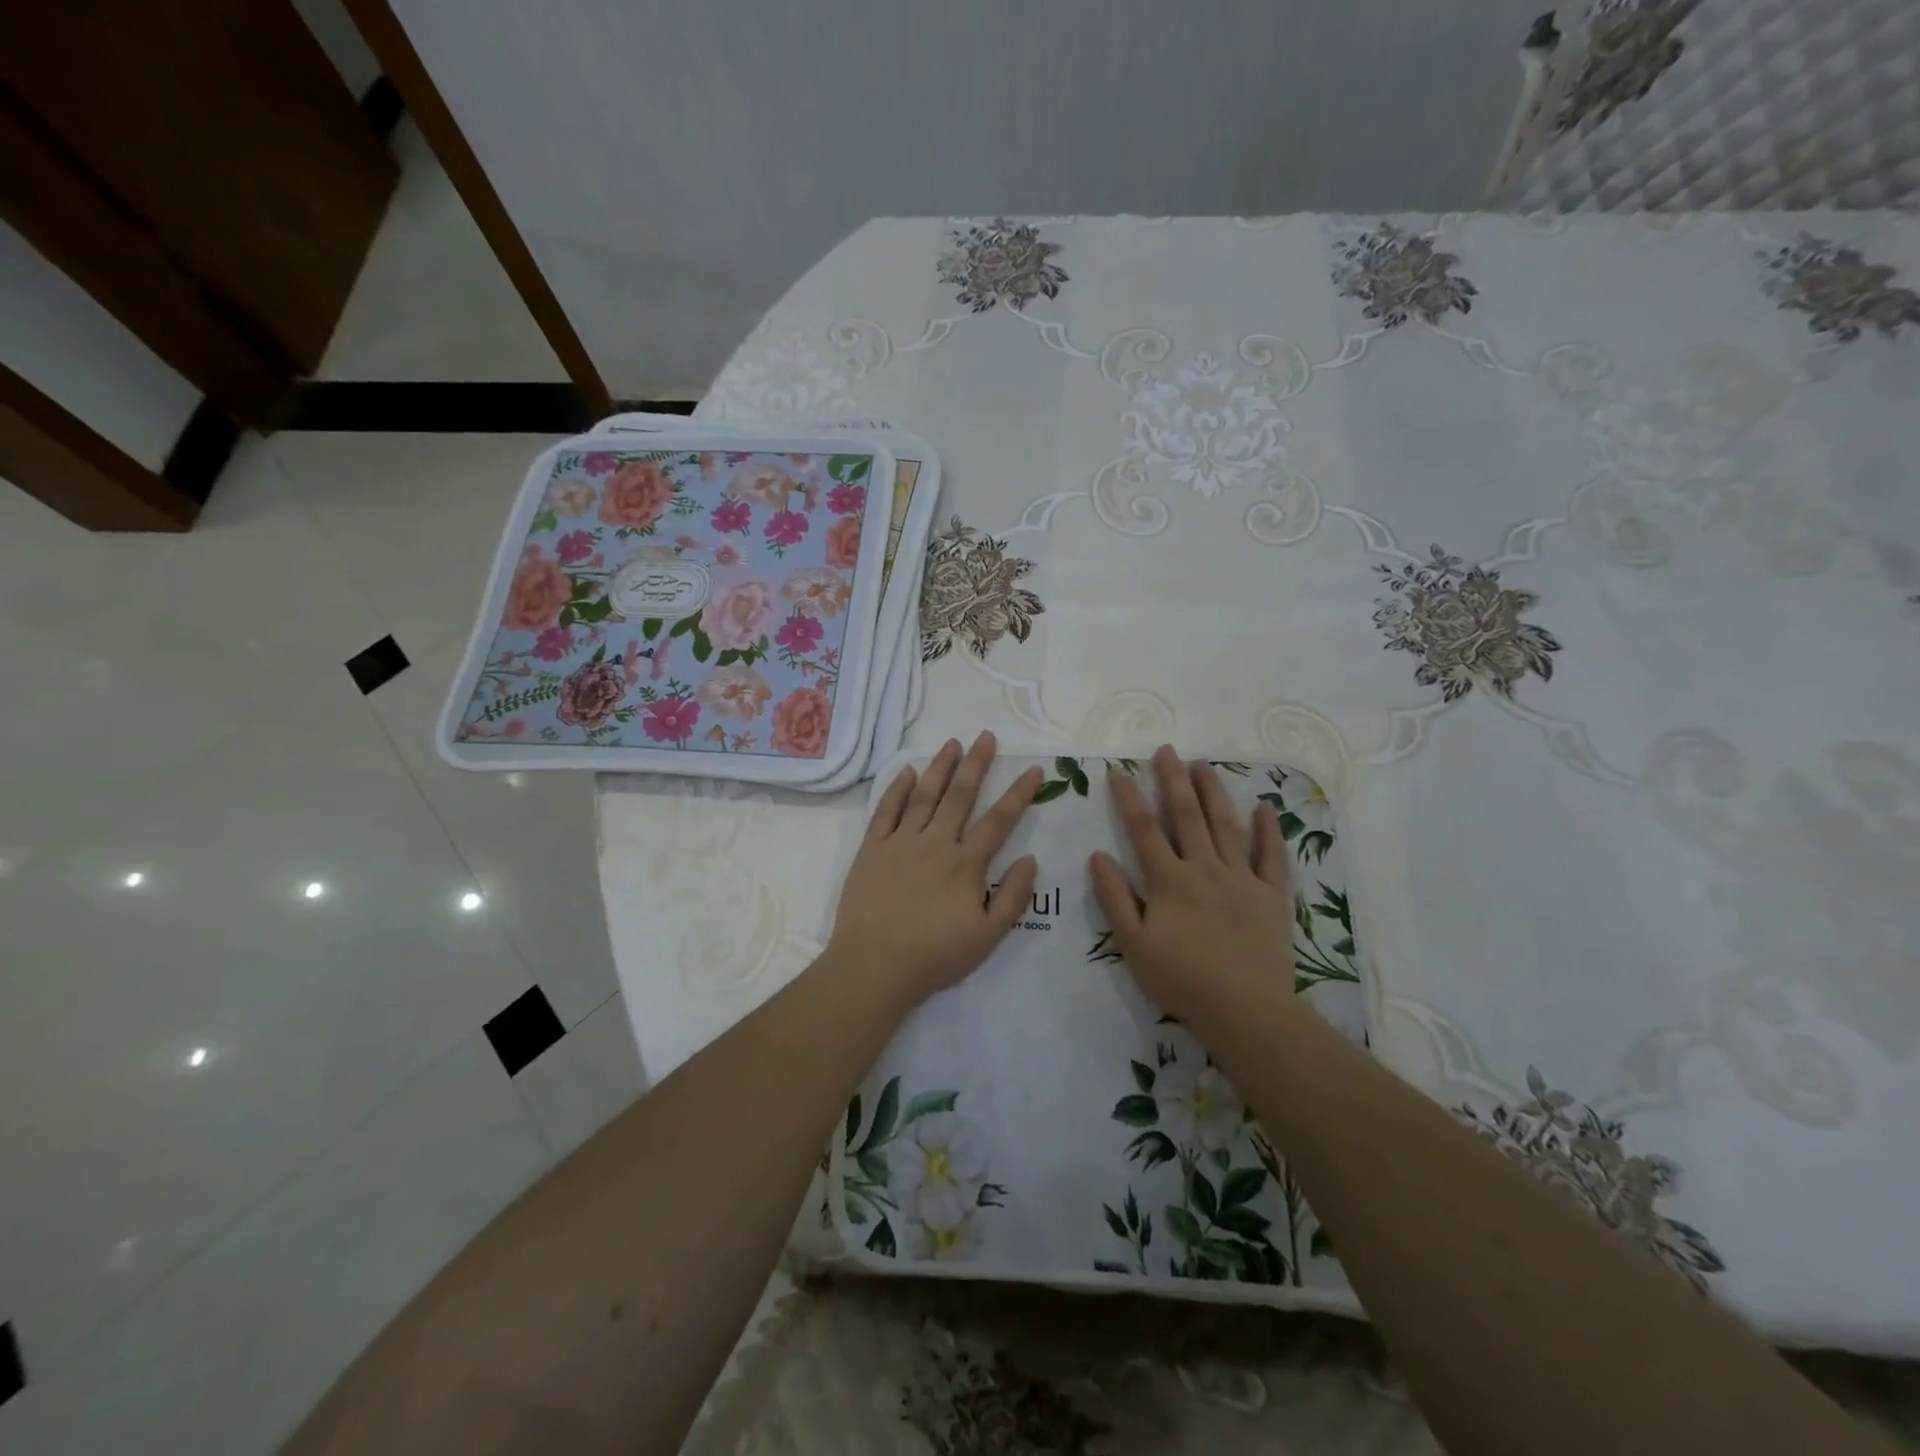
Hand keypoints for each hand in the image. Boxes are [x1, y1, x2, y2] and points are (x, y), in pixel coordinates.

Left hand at [829, 732, 1040, 1010]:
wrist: (873, 966)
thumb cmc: (934, 956)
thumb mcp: (987, 937)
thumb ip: (1013, 897)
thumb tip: (1031, 859)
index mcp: (965, 864)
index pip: (998, 821)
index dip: (1019, 794)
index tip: (1034, 770)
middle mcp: (935, 843)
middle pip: (960, 796)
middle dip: (976, 764)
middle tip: (986, 736)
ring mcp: (900, 842)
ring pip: (924, 795)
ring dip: (940, 767)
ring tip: (952, 743)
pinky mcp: (871, 849)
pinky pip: (885, 810)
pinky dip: (896, 788)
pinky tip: (907, 770)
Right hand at [1089, 745, 1296, 1022]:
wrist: (1244, 1010)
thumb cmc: (1181, 979)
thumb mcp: (1133, 943)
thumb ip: (1115, 898)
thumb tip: (1097, 855)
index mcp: (1169, 880)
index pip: (1144, 829)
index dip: (1129, 798)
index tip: (1119, 771)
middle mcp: (1205, 869)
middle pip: (1187, 816)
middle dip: (1173, 780)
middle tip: (1167, 751)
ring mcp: (1242, 879)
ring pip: (1227, 826)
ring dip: (1214, 793)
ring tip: (1204, 766)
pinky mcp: (1271, 896)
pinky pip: (1271, 857)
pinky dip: (1268, 831)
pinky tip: (1264, 807)